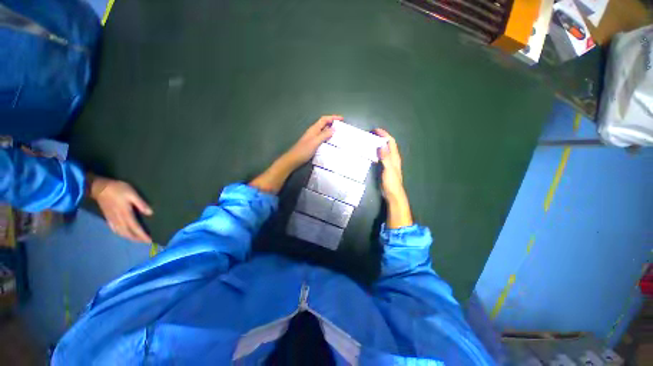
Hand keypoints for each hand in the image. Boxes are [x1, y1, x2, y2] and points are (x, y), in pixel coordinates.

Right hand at [88, 175, 152, 242]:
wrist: (99, 187)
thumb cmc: (118, 189)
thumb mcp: (133, 194)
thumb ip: (141, 204)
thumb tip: (150, 213)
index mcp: (126, 215)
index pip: (136, 228)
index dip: (143, 236)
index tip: (150, 241)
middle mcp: (119, 220)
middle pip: (128, 233)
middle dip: (137, 239)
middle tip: (146, 242)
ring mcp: (112, 220)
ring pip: (121, 233)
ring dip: (130, 238)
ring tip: (138, 240)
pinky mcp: (107, 218)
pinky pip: (115, 230)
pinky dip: (122, 234)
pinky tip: (124, 234)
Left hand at [283, 115, 340, 169]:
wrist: (294, 159)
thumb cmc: (303, 150)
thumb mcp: (315, 142)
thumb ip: (324, 135)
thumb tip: (334, 129)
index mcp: (314, 129)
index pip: (324, 119)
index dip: (333, 118)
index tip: (342, 119)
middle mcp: (314, 132)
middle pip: (324, 125)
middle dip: (333, 124)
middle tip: (342, 127)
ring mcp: (313, 138)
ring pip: (324, 132)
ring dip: (331, 131)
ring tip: (339, 135)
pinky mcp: (313, 144)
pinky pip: (322, 139)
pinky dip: (328, 138)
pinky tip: (332, 143)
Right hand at [374, 128, 412, 228]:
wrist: (393, 194)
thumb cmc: (391, 182)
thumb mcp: (388, 169)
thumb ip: (386, 157)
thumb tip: (382, 145)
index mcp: (395, 157)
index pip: (391, 142)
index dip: (384, 135)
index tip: (376, 130)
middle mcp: (393, 158)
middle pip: (388, 145)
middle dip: (381, 138)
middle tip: (371, 135)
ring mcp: (390, 163)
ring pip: (385, 150)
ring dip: (379, 144)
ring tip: (370, 142)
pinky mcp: (386, 168)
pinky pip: (382, 156)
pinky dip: (377, 152)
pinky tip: (371, 154)